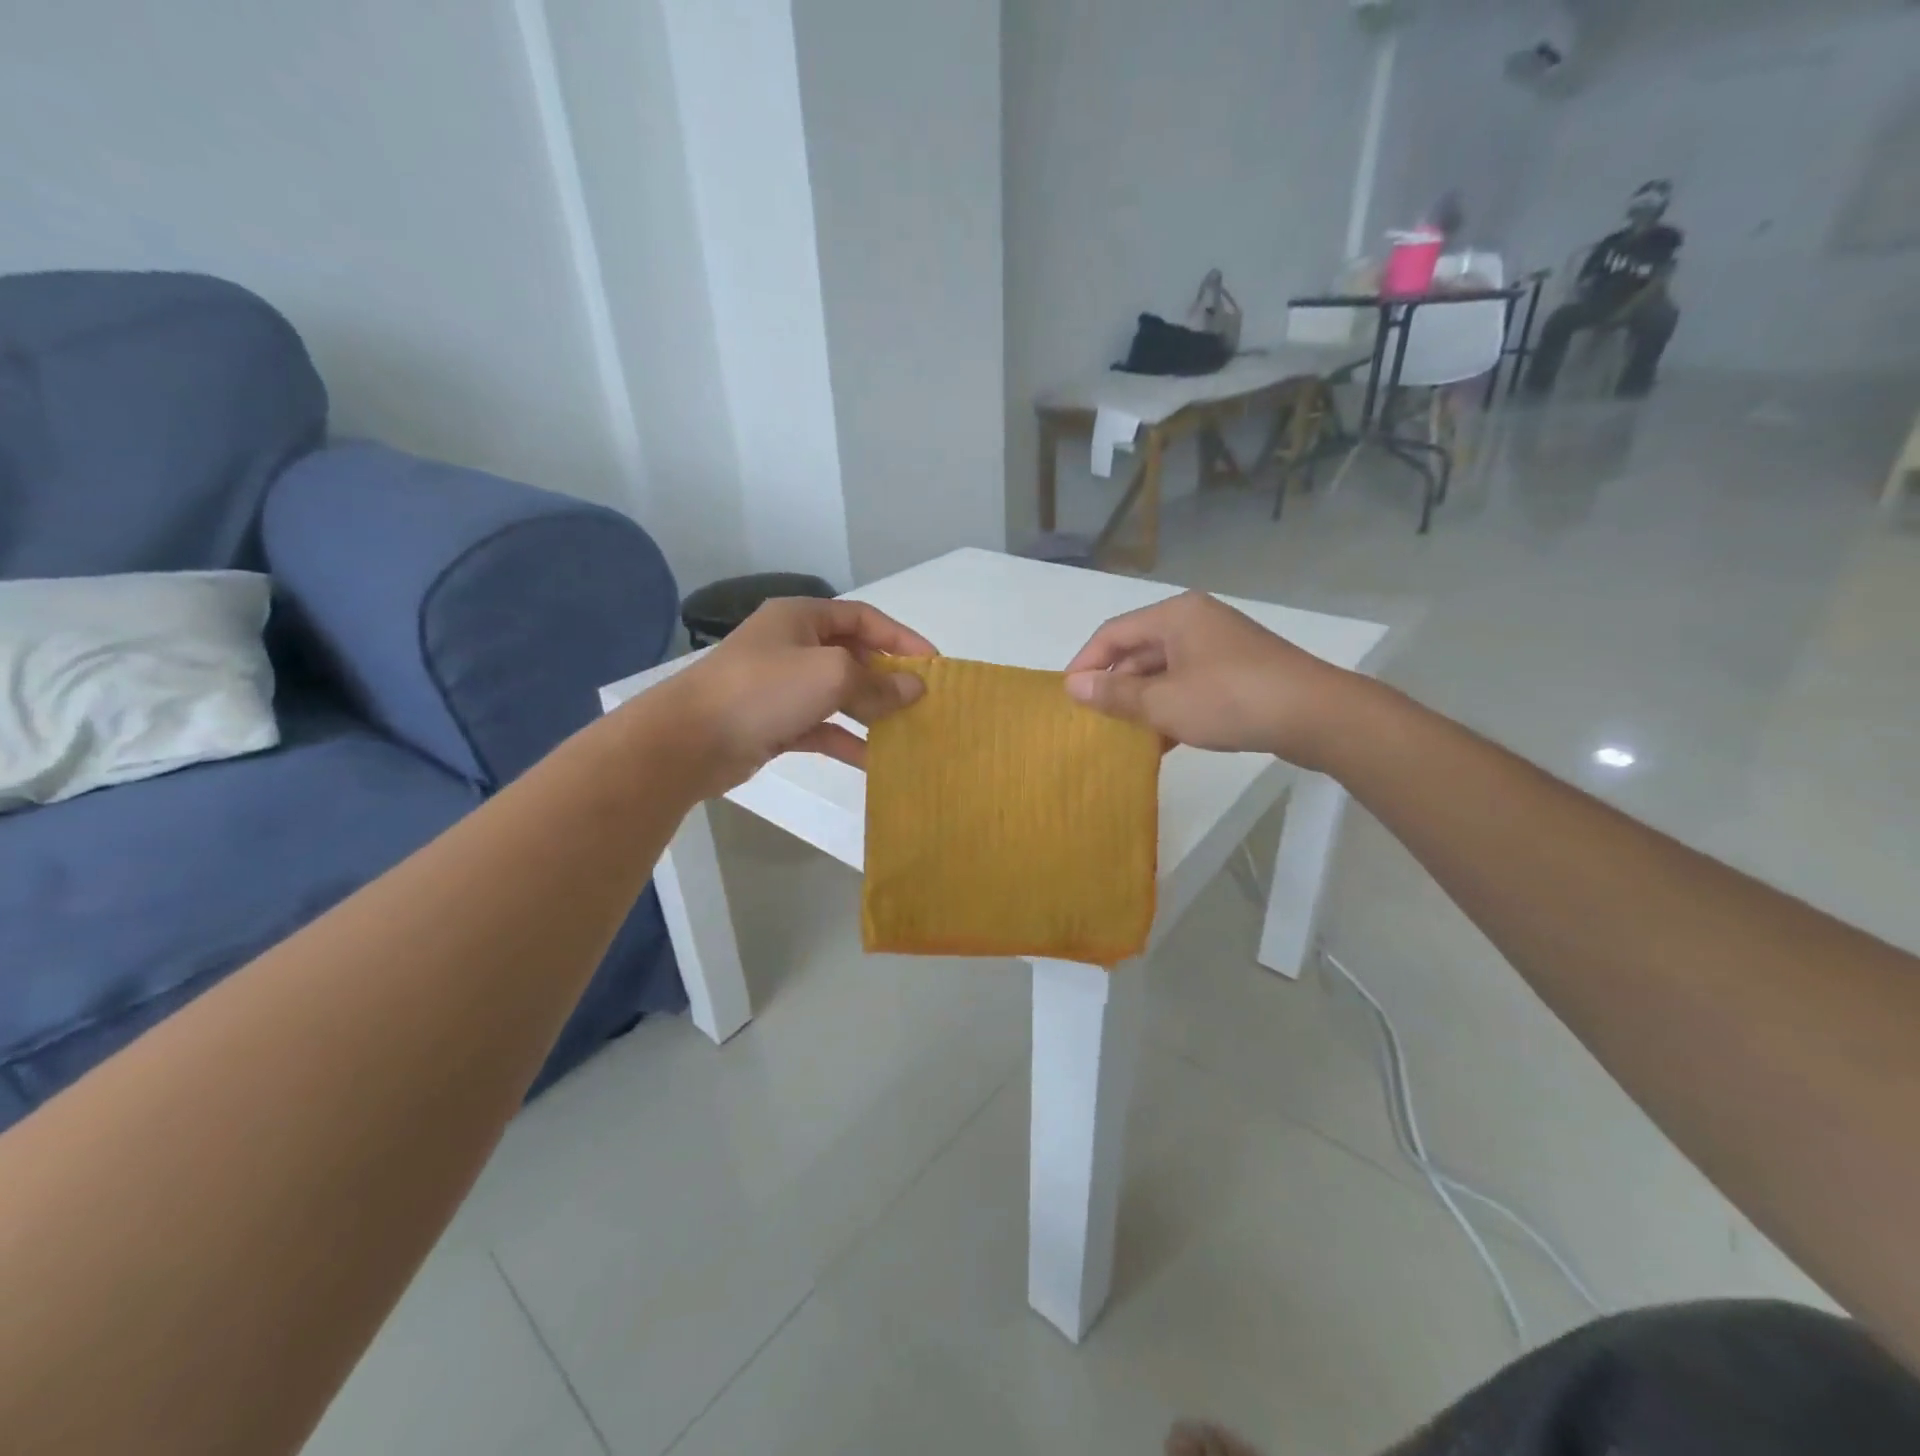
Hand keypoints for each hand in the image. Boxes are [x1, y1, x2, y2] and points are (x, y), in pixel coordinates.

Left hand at [658, 598, 935, 793]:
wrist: (689, 740)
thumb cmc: (764, 690)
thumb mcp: (831, 675)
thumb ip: (877, 682)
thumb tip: (915, 689)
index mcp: (801, 618)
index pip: (863, 618)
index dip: (901, 637)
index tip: (933, 664)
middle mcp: (791, 646)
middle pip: (852, 656)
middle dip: (887, 678)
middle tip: (921, 701)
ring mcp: (781, 686)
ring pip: (837, 695)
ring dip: (870, 712)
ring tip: (905, 731)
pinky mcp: (774, 723)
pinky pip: (820, 727)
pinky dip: (845, 740)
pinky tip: (873, 760)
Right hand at [1063, 590, 1361, 767]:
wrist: (1316, 715)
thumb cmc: (1231, 700)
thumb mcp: (1164, 702)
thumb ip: (1115, 694)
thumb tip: (1072, 686)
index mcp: (1175, 616)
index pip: (1113, 633)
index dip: (1086, 663)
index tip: (1068, 698)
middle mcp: (1195, 622)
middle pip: (1139, 650)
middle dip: (1114, 685)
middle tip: (1093, 720)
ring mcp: (1220, 647)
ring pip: (1164, 671)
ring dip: (1142, 701)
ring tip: (1121, 734)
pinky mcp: (1238, 672)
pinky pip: (1189, 684)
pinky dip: (1170, 707)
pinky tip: (1160, 741)